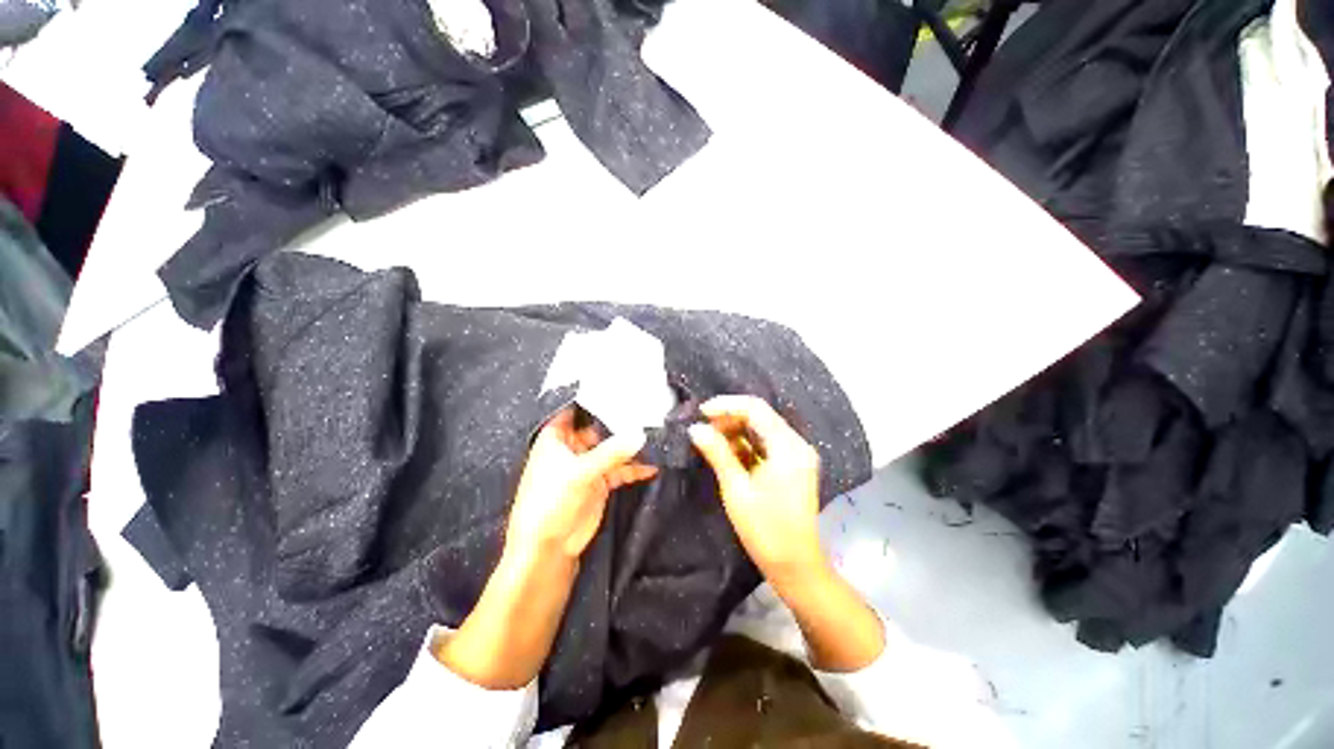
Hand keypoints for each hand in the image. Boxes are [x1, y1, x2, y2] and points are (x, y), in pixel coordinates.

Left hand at [505, 407, 657, 560]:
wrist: (548, 549)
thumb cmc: (550, 502)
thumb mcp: (580, 472)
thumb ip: (611, 452)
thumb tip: (640, 433)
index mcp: (556, 437)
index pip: (577, 409)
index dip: (596, 399)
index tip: (622, 387)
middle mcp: (572, 447)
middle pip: (599, 428)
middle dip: (621, 422)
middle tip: (648, 410)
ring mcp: (587, 465)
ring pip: (612, 448)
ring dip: (630, 446)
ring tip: (655, 436)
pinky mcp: (599, 481)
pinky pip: (620, 469)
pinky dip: (635, 467)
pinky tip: (653, 465)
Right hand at [687, 395, 823, 583]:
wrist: (795, 566)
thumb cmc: (765, 530)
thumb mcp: (736, 489)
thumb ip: (717, 453)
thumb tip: (695, 428)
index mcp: (787, 447)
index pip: (756, 408)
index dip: (727, 405)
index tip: (701, 412)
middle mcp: (796, 445)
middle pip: (760, 416)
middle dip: (729, 418)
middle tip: (703, 430)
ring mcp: (796, 455)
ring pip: (762, 429)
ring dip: (736, 431)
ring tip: (711, 441)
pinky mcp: (792, 465)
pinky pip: (766, 444)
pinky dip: (745, 445)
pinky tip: (727, 453)